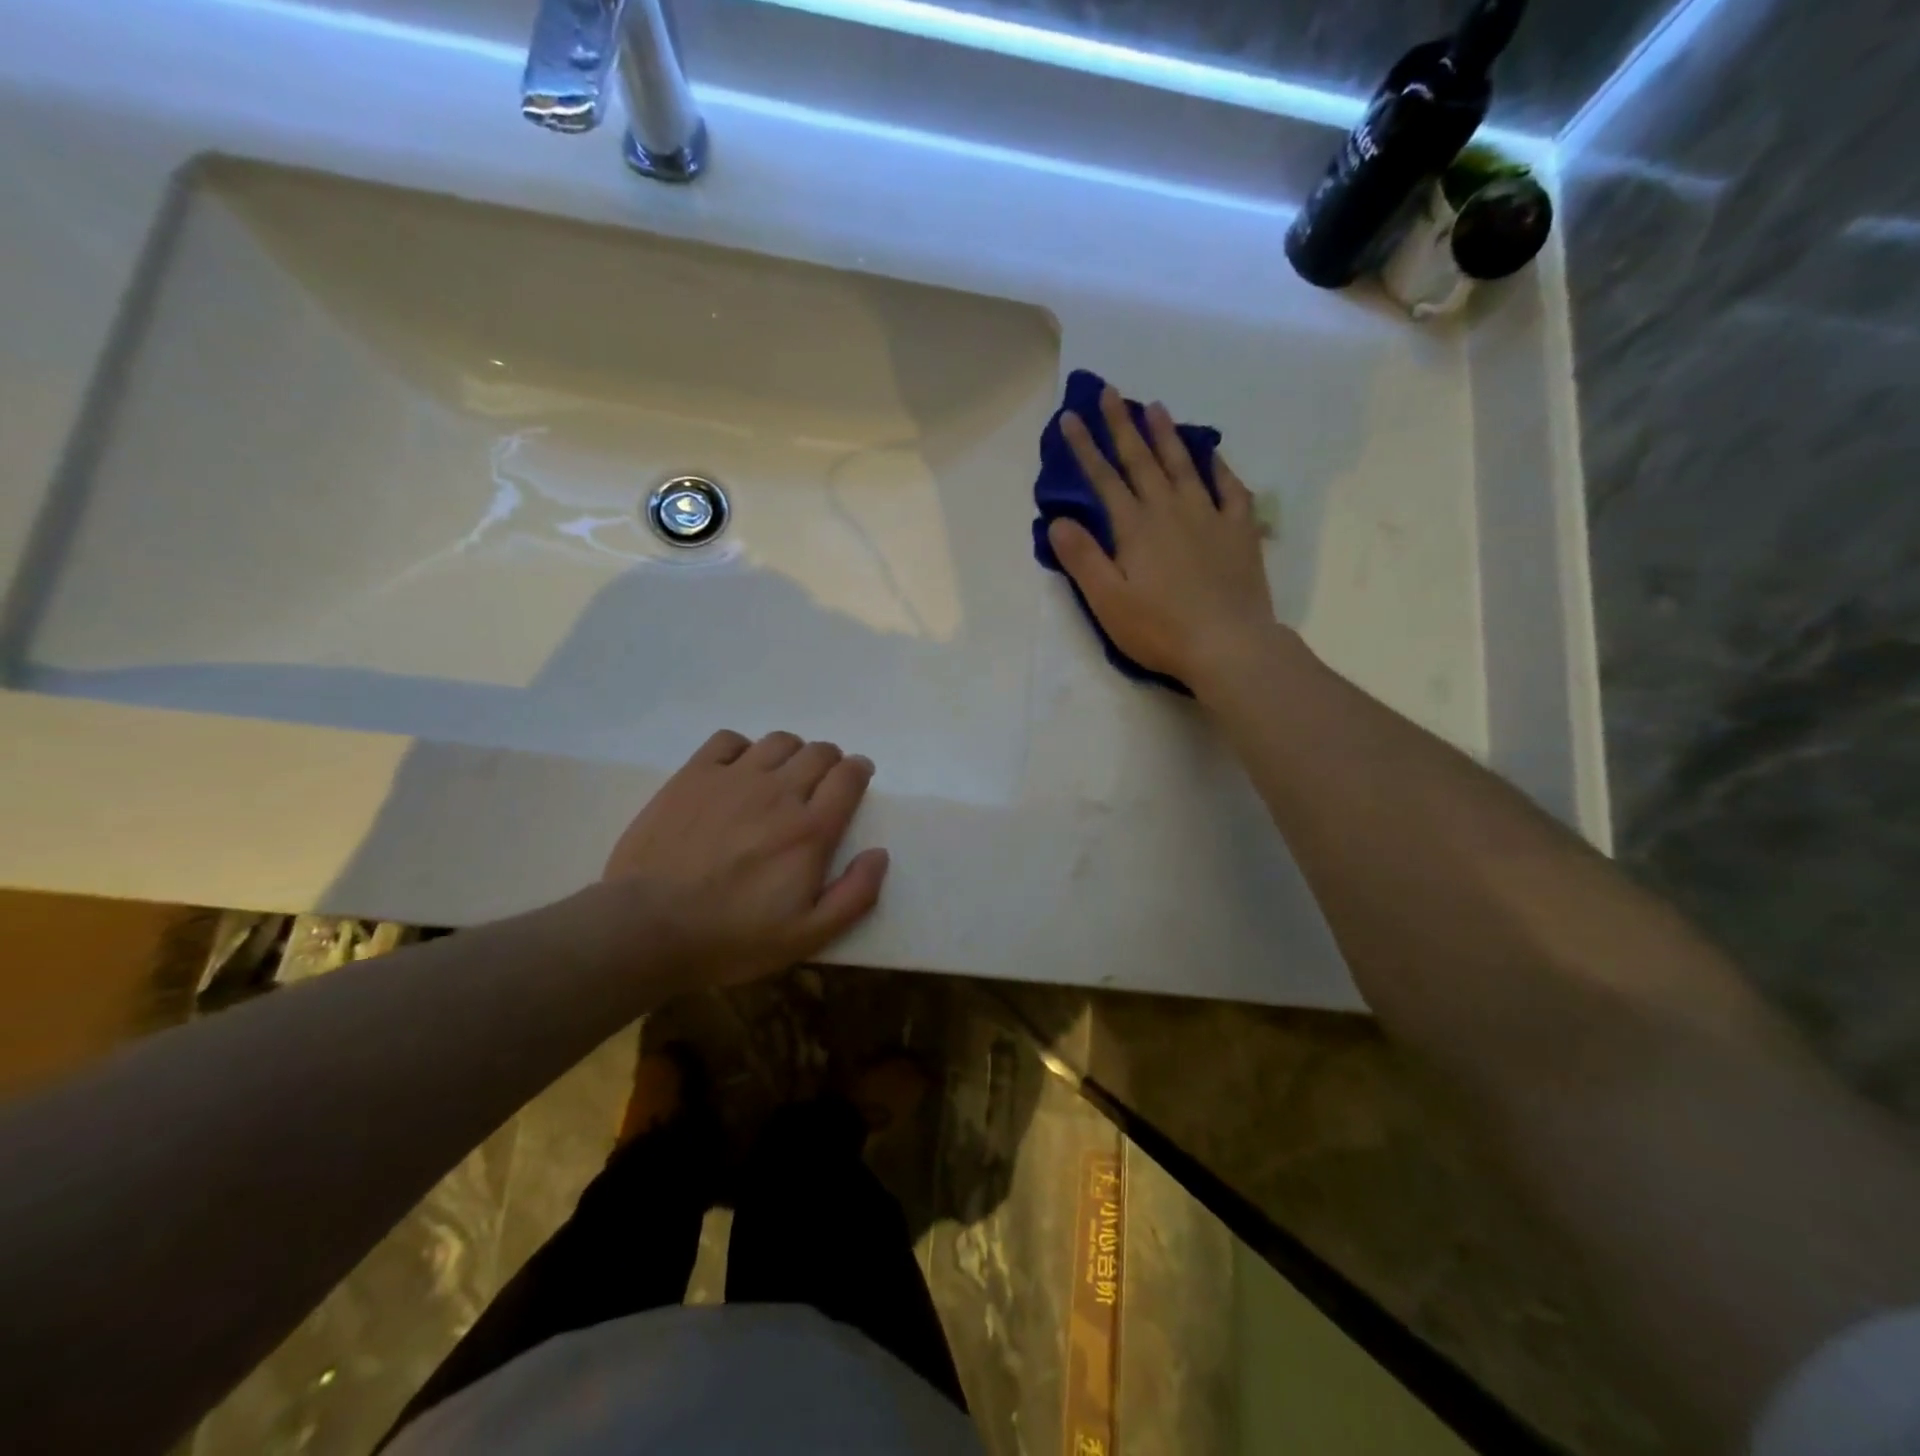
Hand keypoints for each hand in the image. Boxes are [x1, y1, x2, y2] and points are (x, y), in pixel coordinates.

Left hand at [594, 730, 888, 990]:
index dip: (859, 771)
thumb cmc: (732, 938)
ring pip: (779, 741)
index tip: (857, 778)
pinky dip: (743, 748)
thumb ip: (854, 895)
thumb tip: (879, 854)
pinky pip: (729, 740)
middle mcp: (778, 792)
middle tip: (822, 782)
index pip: (849, 777)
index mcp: (811, 829)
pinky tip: (738, 770)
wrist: (647, 928)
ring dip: (792, 752)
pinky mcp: (693, 776)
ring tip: (783, 775)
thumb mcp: (807, 936)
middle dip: (830, 761)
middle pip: (818, 752)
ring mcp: (733, 779)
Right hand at [1046, 385, 1275, 692]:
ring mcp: (1209, 517)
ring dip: (1167, 435)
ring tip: (1155, 407)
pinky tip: (1213, 455)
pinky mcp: (1239, 531)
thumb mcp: (1108, 601)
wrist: (1228, 645)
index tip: (1070, 417)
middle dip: (1122, 426)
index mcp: (1135, 528)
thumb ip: (1082, 558)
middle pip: (1142, 460)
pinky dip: (1219, 468)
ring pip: (1184, 465)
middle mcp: (1170, 510)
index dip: (1085, 448)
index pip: (1104, 479)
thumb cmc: (1160, 629)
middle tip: (1110, 392)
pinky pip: (1231, 489)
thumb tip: (1059, 520)